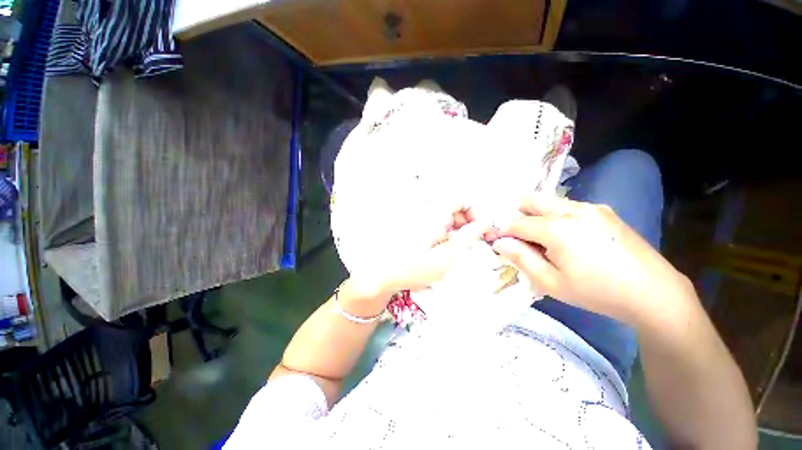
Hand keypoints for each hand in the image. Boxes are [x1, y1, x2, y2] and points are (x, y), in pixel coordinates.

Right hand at [491, 195, 693, 325]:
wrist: (653, 292)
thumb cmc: (596, 292)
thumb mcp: (551, 282)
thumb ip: (521, 258)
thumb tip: (499, 243)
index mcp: (556, 228)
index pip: (516, 222)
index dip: (503, 231)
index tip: (498, 242)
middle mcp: (572, 210)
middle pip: (531, 200)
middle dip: (519, 216)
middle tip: (523, 239)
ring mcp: (591, 207)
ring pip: (550, 202)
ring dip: (538, 216)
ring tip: (547, 241)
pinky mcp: (604, 211)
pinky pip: (569, 207)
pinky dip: (558, 217)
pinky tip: (571, 239)